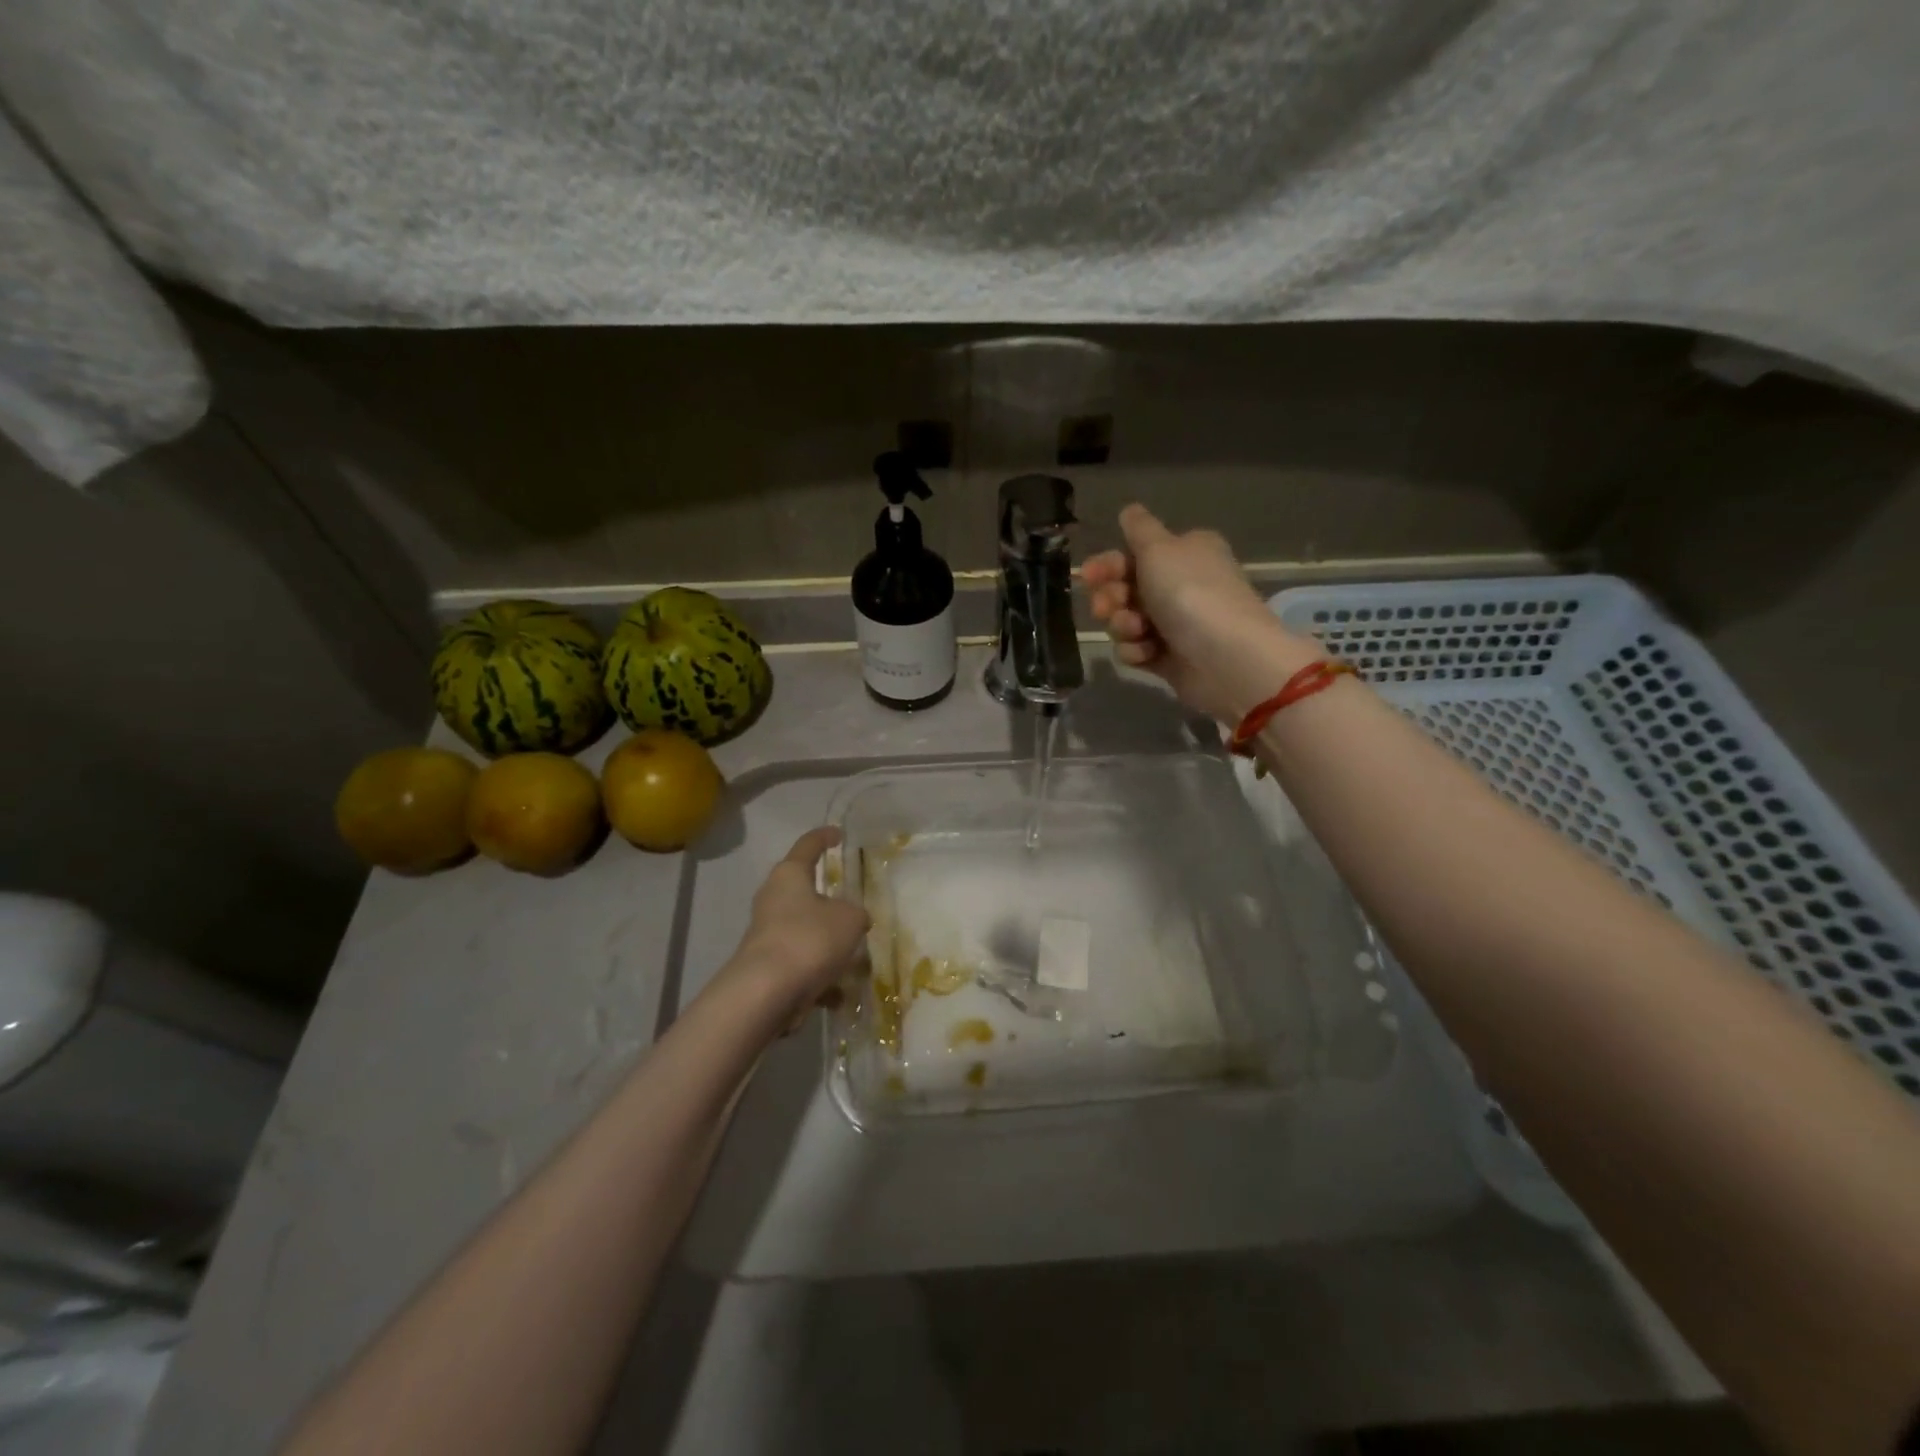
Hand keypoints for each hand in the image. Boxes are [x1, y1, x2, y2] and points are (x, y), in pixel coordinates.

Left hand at [719, 827, 870, 1028]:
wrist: (766, 993)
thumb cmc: (810, 939)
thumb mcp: (850, 919)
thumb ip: (856, 914)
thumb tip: (852, 919)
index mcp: (789, 875)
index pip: (808, 845)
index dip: (825, 837)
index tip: (838, 834)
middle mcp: (773, 899)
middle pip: (804, 891)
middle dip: (829, 901)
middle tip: (853, 906)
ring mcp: (767, 934)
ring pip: (805, 931)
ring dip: (828, 943)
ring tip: (856, 960)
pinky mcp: (767, 966)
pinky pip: (801, 965)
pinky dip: (820, 977)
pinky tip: (838, 995)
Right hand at [1084, 504, 1317, 722]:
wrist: (1226, 657)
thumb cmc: (1190, 593)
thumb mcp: (1160, 548)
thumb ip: (1139, 529)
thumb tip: (1129, 510)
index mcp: (1185, 553)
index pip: (1135, 554)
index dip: (1108, 564)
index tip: (1088, 575)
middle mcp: (1182, 585)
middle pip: (1127, 588)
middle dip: (1111, 598)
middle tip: (1106, 606)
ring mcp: (1176, 624)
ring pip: (1127, 621)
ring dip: (1122, 625)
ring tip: (1136, 631)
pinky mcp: (1171, 658)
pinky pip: (1138, 650)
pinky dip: (1137, 651)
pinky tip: (1147, 653)